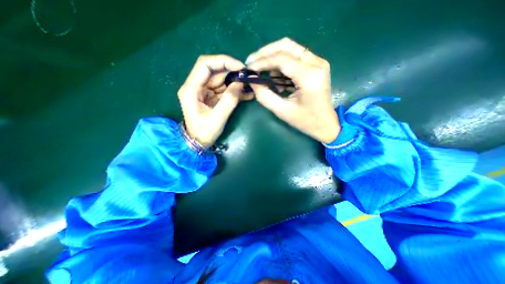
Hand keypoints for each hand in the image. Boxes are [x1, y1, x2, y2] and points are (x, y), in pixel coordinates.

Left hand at [178, 56, 248, 148]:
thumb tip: (240, 83)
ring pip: (221, 81)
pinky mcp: (211, 98)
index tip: (240, 67)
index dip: (224, 61)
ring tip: (251, 87)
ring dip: (236, 83)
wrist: (198, 143)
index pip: (205, 65)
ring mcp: (204, 92)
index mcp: (191, 89)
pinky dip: (235, 91)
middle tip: (249, 78)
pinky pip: (224, 90)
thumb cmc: (204, 133)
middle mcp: (196, 87)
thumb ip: (229, 100)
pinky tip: (247, 94)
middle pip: (215, 72)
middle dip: (233, 74)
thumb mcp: (218, 118)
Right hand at [245, 38, 338, 143]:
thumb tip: (252, 81)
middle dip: (265, 53)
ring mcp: (318, 62)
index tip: (248, 69)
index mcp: (309, 76)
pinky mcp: (316, 65)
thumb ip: (264, 95)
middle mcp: (316, 63)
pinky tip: (274, 76)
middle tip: (252, 63)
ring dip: (272, 57)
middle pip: (286, 46)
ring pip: (290, 48)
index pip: (281, 59)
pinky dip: (281, 63)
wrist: (325, 124)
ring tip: (261, 71)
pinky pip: (294, 56)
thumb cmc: (305, 121)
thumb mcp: (282, 111)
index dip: (262, 62)